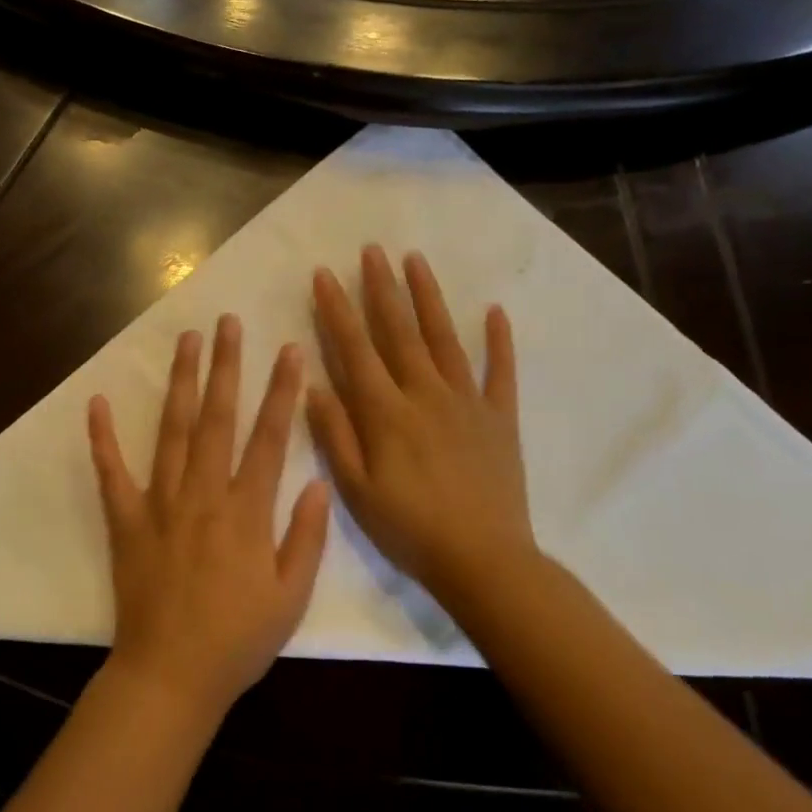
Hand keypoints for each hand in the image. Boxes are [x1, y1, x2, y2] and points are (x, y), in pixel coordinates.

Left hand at [88, 314, 331, 719]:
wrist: (172, 675)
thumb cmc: (237, 640)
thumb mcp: (290, 597)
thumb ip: (306, 537)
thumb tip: (319, 482)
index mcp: (246, 511)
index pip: (268, 439)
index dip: (281, 392)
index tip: (288, 351)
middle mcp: (203, 494)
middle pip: (217, 419)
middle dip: (226, 367)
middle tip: (228, 323)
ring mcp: (160, 503)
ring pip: (173, 431)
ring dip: (180, 383)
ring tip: (186, 342)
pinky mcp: (126, 519)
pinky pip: (111, 472)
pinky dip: (102, 438)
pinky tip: (95, 403)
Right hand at [309, 246, 538, 600]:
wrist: (485, 561)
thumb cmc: (409, 529)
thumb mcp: (356, 489)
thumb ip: (335, 433)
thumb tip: (312, 384)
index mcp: (386, 412)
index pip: (355, 348)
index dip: (337, 309)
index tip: (325, 275)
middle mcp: (425, 393)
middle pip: (399, 331)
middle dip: (381, 287)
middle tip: (371, 250)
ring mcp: (467, 402)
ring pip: (444, 338)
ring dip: (428, 297)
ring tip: (415, 260)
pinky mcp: (499, 417)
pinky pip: (499, 371)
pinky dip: (498, 340)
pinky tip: (494, 311)